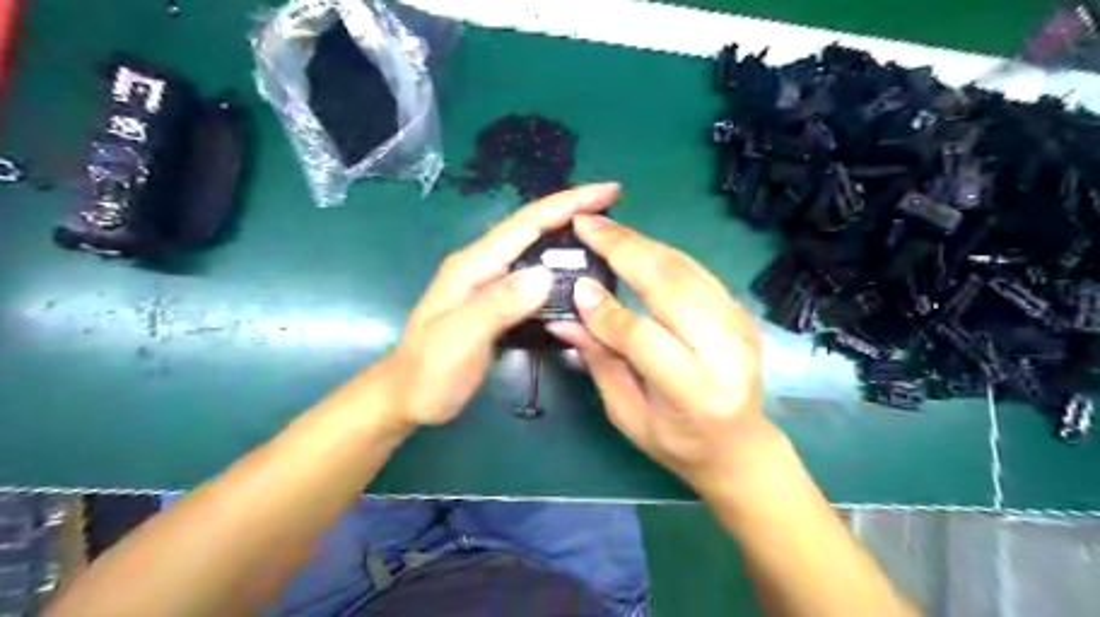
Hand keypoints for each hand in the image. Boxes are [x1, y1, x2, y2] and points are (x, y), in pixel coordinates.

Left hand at [379, 183, 617, 427]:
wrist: (405, 396)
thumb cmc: (427, 372)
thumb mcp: (458, 339)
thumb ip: (497, 305)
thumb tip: (544, 274)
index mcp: (474, 265)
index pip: (526, 223)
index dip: (567, 203)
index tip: (608, 192)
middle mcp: (483, 266)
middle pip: (533, 229)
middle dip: (573, 213)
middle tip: (616, 211)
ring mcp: (489, 284)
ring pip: (535, 251)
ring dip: (568, 238)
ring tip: (605, 237)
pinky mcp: (497, 303)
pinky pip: (533, 277)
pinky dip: (558, 269)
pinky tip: (577, 276)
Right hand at [548, 213, 772, 494]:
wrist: (740, 446)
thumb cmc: (678, 443)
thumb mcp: (628, 414)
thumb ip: (600, 362)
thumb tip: (565, 319)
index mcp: (697, 393)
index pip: (645, 338)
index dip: (607, 312)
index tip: (576, 287)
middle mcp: (726, 353)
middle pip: (672, 287)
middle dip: (625, 250)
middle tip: (588, 226)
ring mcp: (740, 328)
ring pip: (686, 270)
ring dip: (643, 244)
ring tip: (605, 227)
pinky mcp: (741, 313)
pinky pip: (698, 272)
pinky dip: (663, 254)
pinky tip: (637, 244)